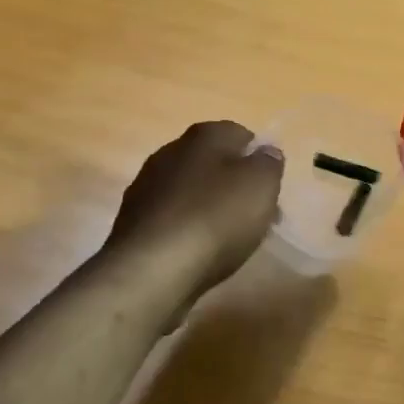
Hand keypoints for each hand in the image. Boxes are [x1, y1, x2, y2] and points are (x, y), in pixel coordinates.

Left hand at [106, 121, 284, 304]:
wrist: (151, 269)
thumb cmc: (215, 217)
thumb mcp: (261, 185)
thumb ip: (269, 163)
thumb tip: (265, 152)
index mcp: (203, 135)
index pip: (241, 134)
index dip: (259, 160)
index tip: (270, 189)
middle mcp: (171, 151)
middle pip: (214, 163)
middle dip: (235, 186)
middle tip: (255, 217)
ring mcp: (147, 185)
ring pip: (192, 190)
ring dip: (210, 208)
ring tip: (228, 240)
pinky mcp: (133, 220)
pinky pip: (172, 217)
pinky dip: (187, 229)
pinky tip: (197, 252)